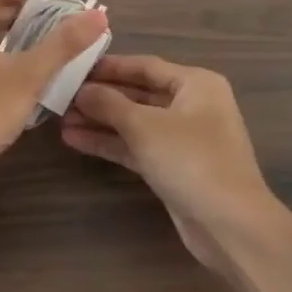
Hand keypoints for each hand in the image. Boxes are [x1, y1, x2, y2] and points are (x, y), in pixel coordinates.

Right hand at [60, 55, 272, 268]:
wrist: (230, 225)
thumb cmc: (191, 160)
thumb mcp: (145, 126)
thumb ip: (109, 104)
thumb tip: (81, 91)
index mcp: (196, 84)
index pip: (145, 65)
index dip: (109, 66)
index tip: (75, 66)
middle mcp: (192, 105)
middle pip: (138, 94)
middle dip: (101, 97)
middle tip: (62, 95)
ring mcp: (182, 138)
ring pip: (134, 122)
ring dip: (100, 122)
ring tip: (61, 119)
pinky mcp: (173, 167)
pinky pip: (136, 146)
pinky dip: (110, 143)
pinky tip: (75, 140)